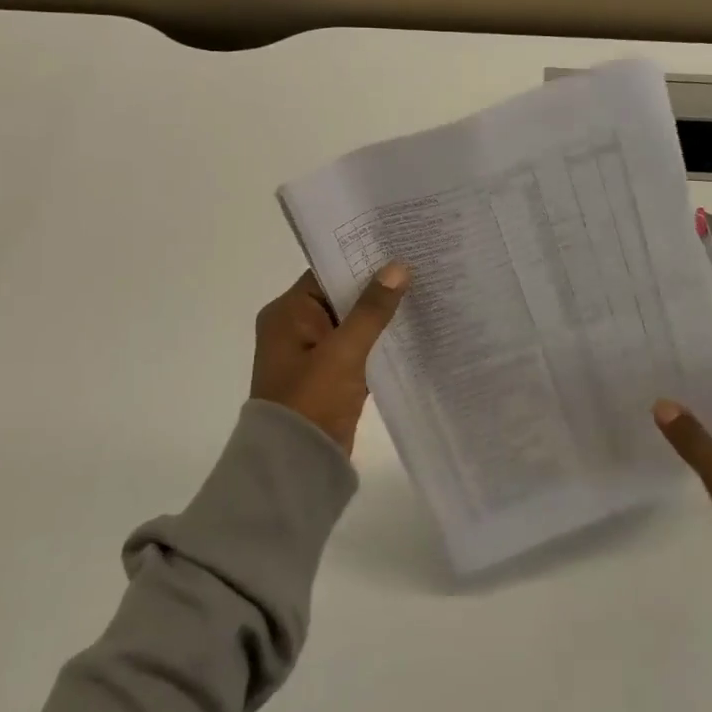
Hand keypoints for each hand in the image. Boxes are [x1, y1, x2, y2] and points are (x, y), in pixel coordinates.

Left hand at [250, 265, 409, 456]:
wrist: (296, 466)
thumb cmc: (312, 400)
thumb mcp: (344, 351)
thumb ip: (372, 309)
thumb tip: (397, 267)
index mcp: (287, 313)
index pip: (326, 272)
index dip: (360, 258)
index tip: (396, 245)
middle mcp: (295, 328)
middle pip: (340, 296)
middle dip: (376, 286)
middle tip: (418, 264)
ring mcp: (313, 354)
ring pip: (352, 323)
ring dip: (380, 315)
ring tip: (423, 292)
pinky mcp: (330, 377)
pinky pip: (357, 349)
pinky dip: (378, 342)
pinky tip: (412, 331)